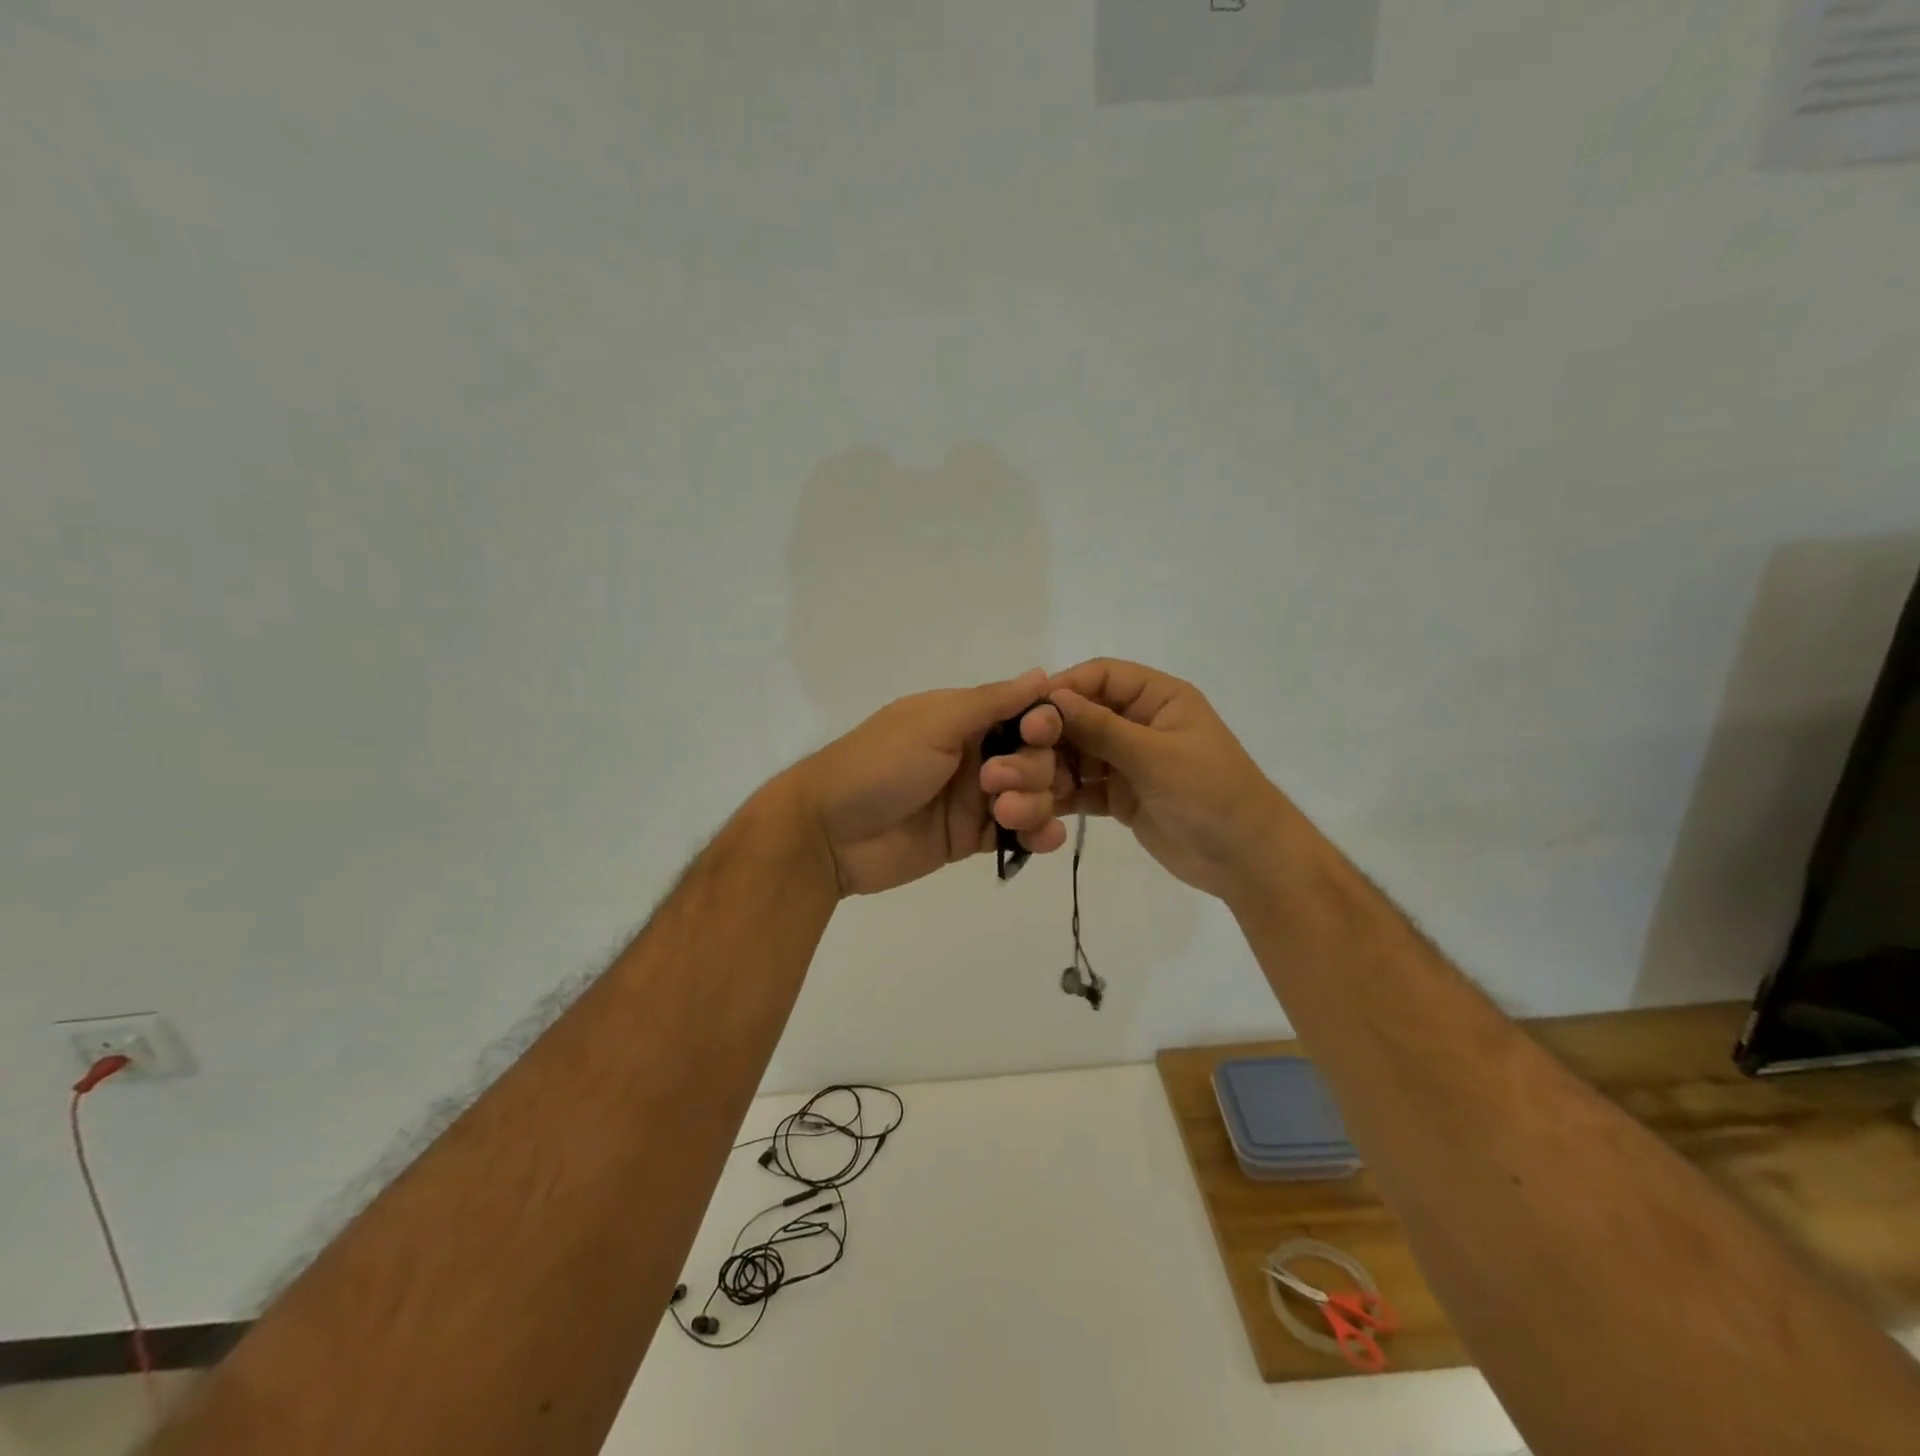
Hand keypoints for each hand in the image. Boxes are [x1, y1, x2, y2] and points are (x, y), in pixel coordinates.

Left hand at [792, 669, 1070, 896]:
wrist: (829, 834)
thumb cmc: (879, 765)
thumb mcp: (933, 722)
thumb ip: (991, 702)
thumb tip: (1042, 674)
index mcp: (964, 718)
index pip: (1026, 714)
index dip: (1044, 724)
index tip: (1040, 734)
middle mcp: (975, 753)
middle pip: (1037, 757)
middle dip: (1032, 769)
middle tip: (994, 783)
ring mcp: (975, 798)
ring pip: (1035, 796)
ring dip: (1035, 803)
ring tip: (1005, 815)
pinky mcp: (972, 838)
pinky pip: (1019, 833)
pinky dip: (1038, 834)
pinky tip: (1042, 839)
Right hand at [1047, 658, 1293, 902]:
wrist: (1246, 861)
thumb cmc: (1212, 793)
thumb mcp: (1157, 756)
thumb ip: (1103, 728)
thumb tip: (1052, 698)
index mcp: (1158, 699)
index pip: (1101, 677)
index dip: (1064, 688)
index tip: (1026, 711)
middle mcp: (1139, 724)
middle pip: (1082, 716)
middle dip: (1049, 735)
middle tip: (1017, 757)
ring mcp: (1128, 762)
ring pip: (1077, 754)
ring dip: (1050, 768)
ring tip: (1023, 788)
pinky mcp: (1120, 797)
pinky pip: (1082, 787)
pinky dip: (1062, 795)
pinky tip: (1039, 807)